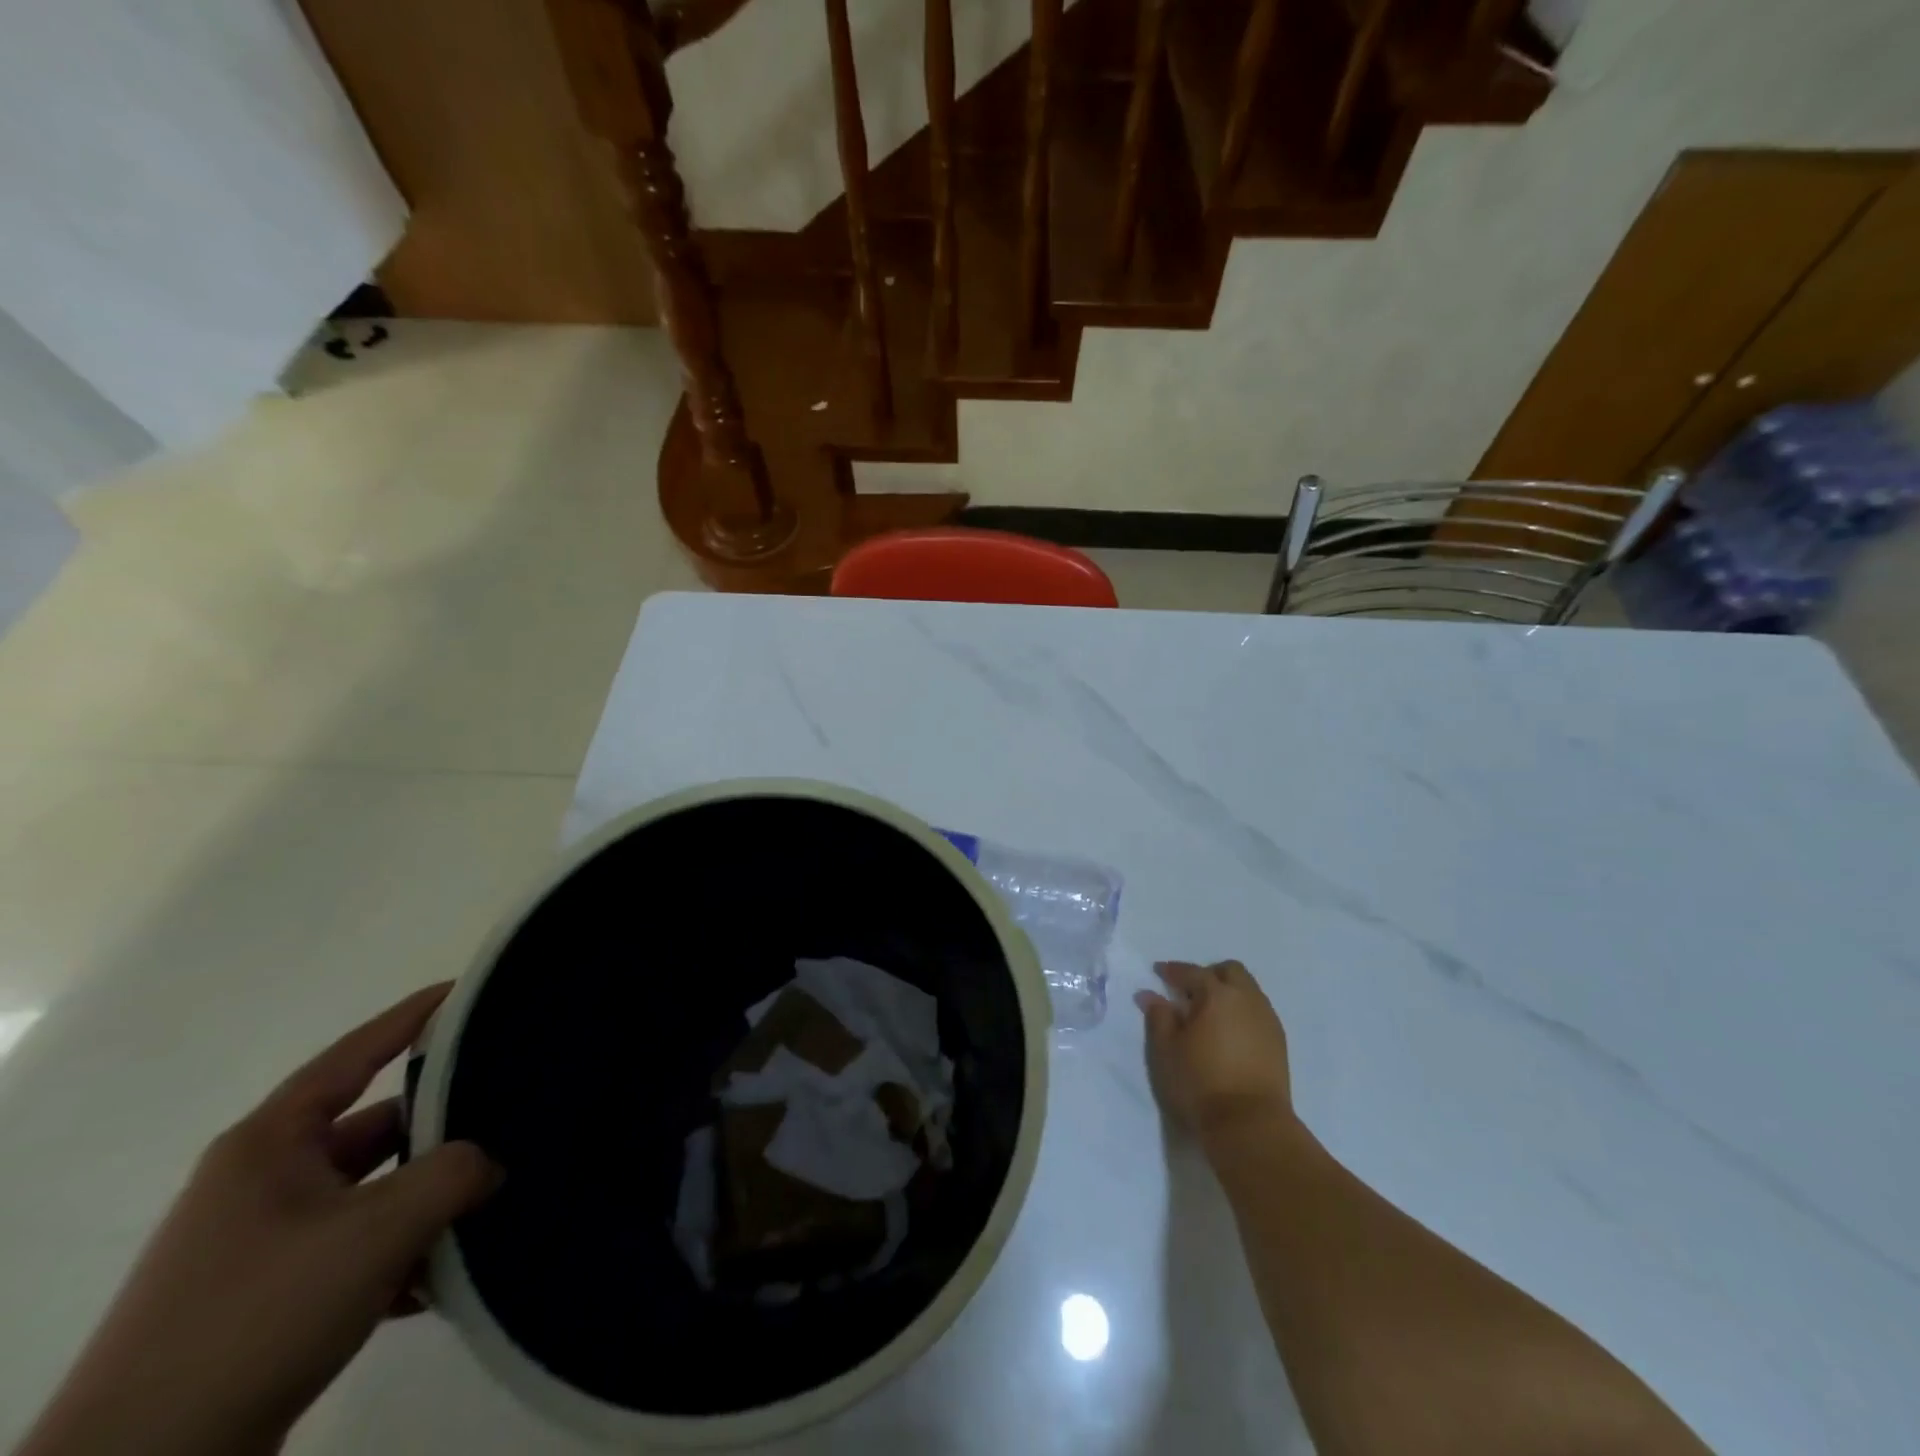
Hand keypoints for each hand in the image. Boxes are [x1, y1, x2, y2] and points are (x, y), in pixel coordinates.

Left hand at [18, 985, 500, 1455]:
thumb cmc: (259, 1314)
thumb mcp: (379, 1229)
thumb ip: (455, 1173)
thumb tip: (490, 1164)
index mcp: (270, 1145)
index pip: (355, 1054)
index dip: (413, 1017)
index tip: (467, 990)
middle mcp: (263, 1181)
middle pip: (374, 1129)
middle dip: (440, 1130)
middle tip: (508, 1114)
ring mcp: (263, 1242)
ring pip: (372, 1194)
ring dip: (425, 1203)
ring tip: (487, 1204)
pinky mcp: (268, 1297)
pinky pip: (356, 1249)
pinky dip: (400, 1256)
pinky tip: (440, 1278)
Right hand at [1136, 960, 1294, 1144]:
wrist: (1251, 1125)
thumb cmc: (1200, 1083)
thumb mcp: (1166, 1050)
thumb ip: (1158, 1016)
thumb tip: (1149, 994)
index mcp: (1217, 994)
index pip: (1192, 972)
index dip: (1172, 971)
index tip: (1158, 972)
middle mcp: (1247, 999)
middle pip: (1230, 971)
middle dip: (1209, 974)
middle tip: (1190, 991)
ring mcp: (1267, 1020)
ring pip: (1248, 990)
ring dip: (1228, 992)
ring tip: (1210, 1015)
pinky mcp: (1279, 1042)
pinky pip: (1258, 1011)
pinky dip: (1242, 1012)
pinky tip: (1229, 1033)